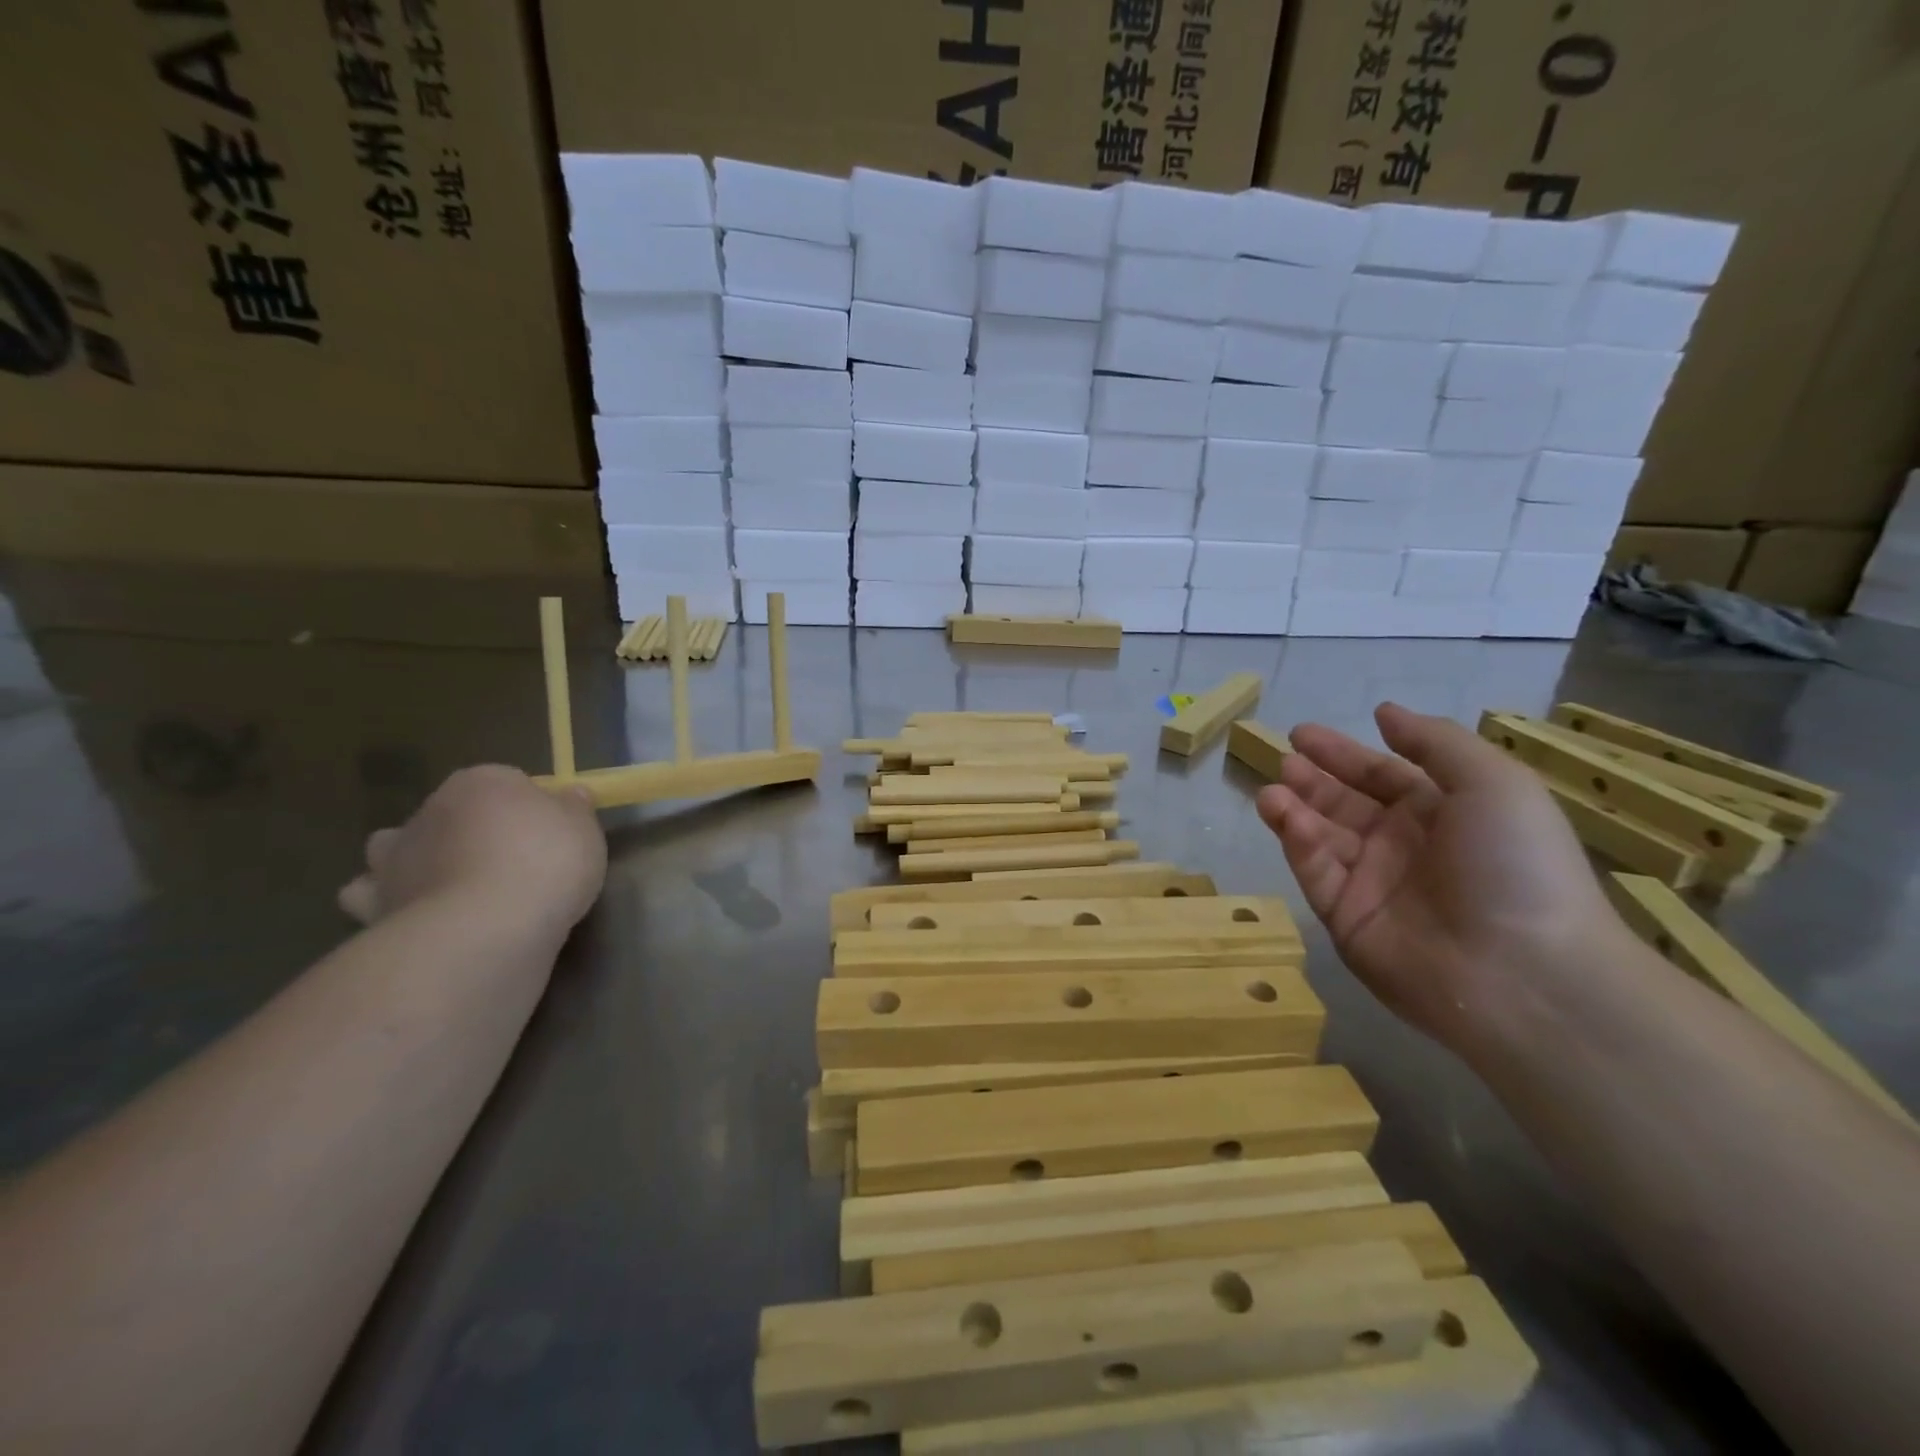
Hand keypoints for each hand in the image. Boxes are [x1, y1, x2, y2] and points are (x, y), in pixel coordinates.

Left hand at [338, 766, 605, 940]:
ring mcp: (396, 857)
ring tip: (451, 886)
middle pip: (453, 812)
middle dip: (471, 831)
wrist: (486, 929)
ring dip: (416, 860)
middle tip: (509, 862)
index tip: (551, 833)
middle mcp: (431, 809)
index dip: (530, 806)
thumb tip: (570, 794)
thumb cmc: (546, 863)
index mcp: (482, 782)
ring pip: (397, 847)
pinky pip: (374, 897)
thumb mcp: (584, 829)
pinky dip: (390, 901)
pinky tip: (418, 915)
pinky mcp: (376, 904)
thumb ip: (575, 809)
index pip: (507, 781)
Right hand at [1256, 703, 1626, 1056]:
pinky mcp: (1345, 919)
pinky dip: (1298, 843)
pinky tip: (1284, 815)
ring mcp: (1372, 885)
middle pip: (1344, 804)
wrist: (1524, 973)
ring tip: (1273, 788)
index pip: (1382, 775)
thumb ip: (1434, 742)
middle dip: (1312, 779)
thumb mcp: (1494, 782)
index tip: (1302, 734)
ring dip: (1295, 808)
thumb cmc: (1516, 864)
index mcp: (1442, 814)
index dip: (1344, 754)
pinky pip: (1316, 872)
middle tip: (1284, 759)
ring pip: (1321, 837)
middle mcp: (1403, 846)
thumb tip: (1384, 713)